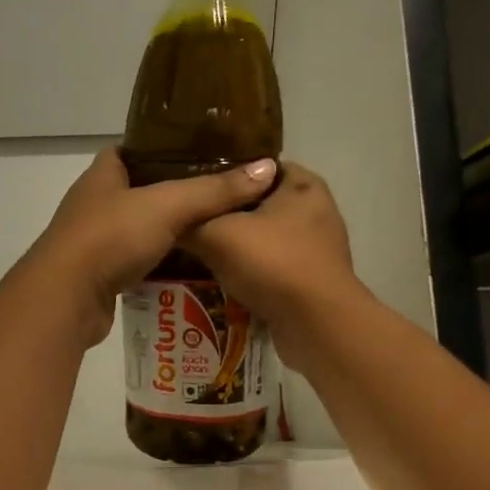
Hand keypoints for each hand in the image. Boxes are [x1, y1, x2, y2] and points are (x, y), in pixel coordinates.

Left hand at [26, 149, 277, 345]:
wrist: (66, 297)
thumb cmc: (110, 237)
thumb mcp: (168, 206)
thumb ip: (215, 190)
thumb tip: (267, 168)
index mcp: (103, 175)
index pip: (132, 151)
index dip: (163, 149)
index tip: (200, 154)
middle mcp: (94, 204)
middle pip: (139, 192)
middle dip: (174, 195)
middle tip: (219, 198)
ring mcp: (93, 242)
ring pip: (138, 230)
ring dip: (168, 234)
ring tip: (213, 234)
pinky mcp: (98, 276)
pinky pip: (135, 264)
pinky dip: (158, 266)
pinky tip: (189, 270)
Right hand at [184, 162, 357, 368]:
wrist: (316, 324)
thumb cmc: (271, 263)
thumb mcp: (216, 235)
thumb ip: (192, 220)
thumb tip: (170, 218)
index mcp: (302, 184)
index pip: (259, 166)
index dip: (226, 174)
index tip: (195, 188)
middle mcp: (316, 210)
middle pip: (261, 204)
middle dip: (229, 214)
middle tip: (192, 223)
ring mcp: (319, 248)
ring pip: (267, 238)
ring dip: (239, 247)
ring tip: (202, 254)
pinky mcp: (314, 280)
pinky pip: (275, 267)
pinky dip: (253, 273)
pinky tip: (225, 281)